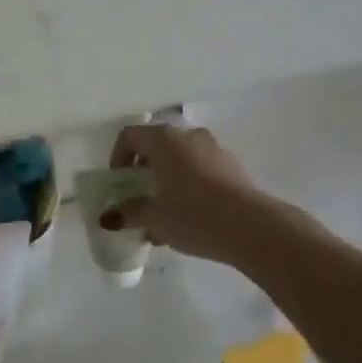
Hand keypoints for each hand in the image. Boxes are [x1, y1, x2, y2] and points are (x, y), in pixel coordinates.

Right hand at [109, 125, 304, 268]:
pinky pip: (201, 169)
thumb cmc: (194, 215)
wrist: (252, 227)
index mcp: (164, 140)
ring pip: (181, 159)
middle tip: (140, 198)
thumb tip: (108, 216)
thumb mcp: (155, 218)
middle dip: (144, 171)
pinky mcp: (232, 166)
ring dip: (168, 180)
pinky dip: (190, 185)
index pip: (130, 135)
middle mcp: (188, 136)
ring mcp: (214, 148)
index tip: (119, 184)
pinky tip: (191, 218)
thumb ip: (129, 213)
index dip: (118, 157)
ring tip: (165, 214)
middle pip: (157, 146)